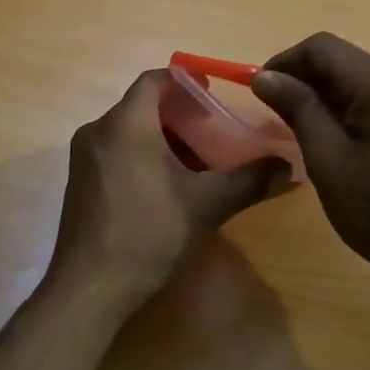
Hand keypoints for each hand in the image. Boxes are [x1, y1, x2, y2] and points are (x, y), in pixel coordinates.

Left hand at [49, 69, 286, 313]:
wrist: (88, 289)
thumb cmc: (147, 234)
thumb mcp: (205, 205)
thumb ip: (248, 180)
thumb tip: (289, 167)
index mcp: (126, 124)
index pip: (154, 79)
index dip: (185, 79)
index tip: (214, 92)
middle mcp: (98, 131)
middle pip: (142, 105)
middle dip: (180, 112)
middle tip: (214, 129)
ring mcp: (84, 158)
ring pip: (128, 129)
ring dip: (162, 135)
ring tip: (197, 159)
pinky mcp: (80, 182)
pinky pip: (115, 150)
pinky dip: (142, 153)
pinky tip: (167, 185)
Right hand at [252, 33, 369, 298]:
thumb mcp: (327, 159)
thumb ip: (298, 108)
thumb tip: (265, 76)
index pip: (324, 48)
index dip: (286, 62)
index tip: (262, 90)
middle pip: (348, 60)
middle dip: (309, 79)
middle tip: (280, 113)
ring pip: (367, 77)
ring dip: (333, 93)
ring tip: (310, 126)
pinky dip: (360, 105)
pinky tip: (347, 135)